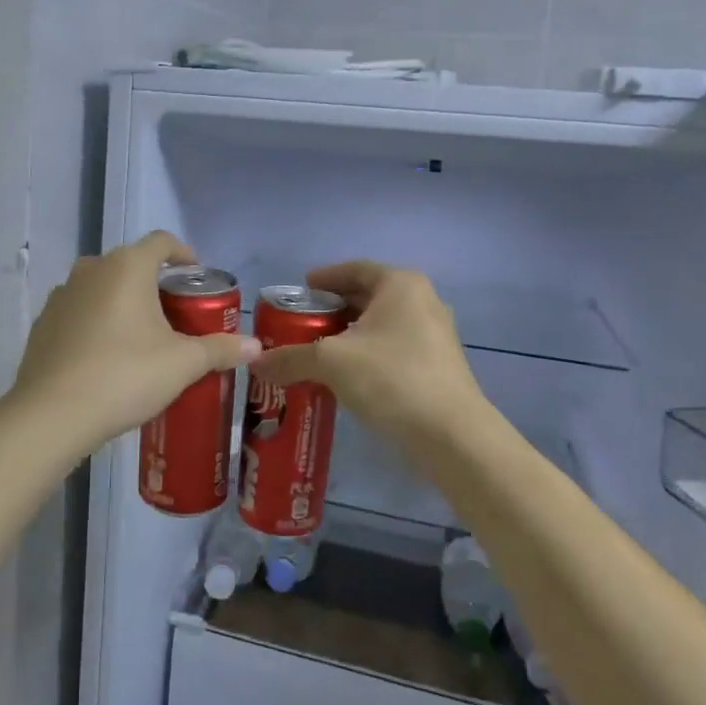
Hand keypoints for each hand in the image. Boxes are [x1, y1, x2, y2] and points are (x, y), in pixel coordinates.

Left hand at [8, 232, 260, 459]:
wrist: (52, 415)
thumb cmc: (125, 376)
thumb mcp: (182, 364)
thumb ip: (220, 349)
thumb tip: (257, 346)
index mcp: (127, 268)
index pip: (161, 242)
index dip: (183, 254)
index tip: (196, 275)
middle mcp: (91, 270)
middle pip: (130, 264)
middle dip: (154, 283)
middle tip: (175, 314)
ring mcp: (61, 296)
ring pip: (101, 287)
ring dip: (122, 302)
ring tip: (141, 336)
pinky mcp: (43, 323)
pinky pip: (79, 312)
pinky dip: (96, 322)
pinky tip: (105, 355)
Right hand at [250, 262, 485, 449]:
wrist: (451, 434)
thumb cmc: (391, 379)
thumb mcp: (331, 363)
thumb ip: (290, 358)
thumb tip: (254, 362)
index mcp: (400, 285)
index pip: (355, 269)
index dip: (325, 278)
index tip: (301, 290)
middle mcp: (422, 301)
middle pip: (368, 296)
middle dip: (334, 309)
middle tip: (302, 323)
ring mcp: (435, 334)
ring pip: (381, 324)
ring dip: (350, 334)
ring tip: (318, 350)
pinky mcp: (438, 365)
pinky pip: (394, 347)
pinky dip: (368, 353)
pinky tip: (346, 375)